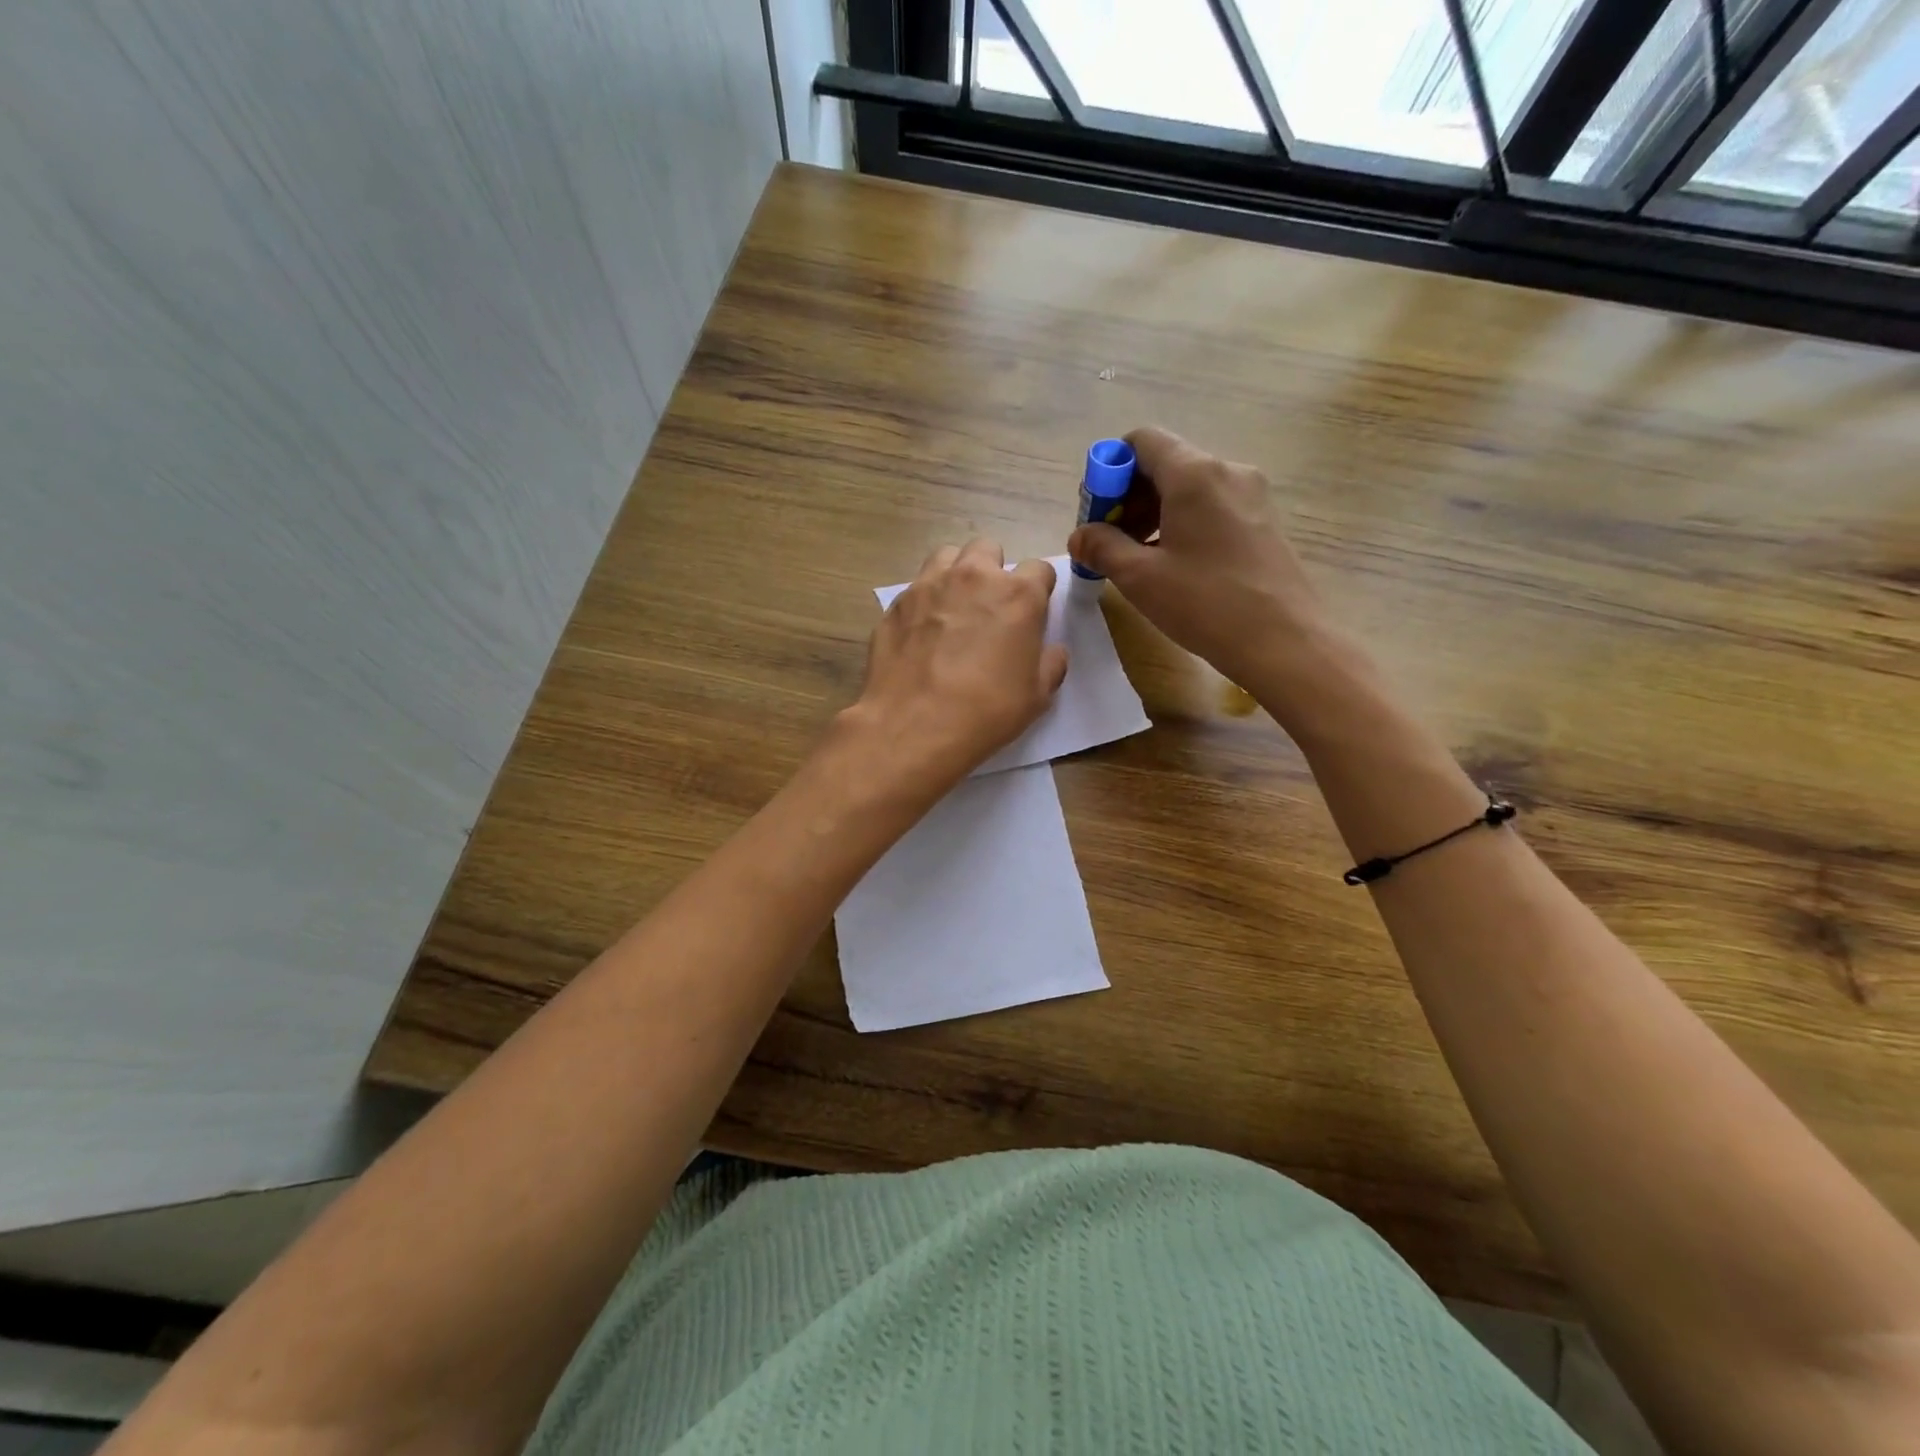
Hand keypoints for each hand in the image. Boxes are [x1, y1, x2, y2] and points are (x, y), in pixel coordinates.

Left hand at [839, 539, 1067, 795]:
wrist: (913, 726)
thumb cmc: (986, 712)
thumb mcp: (1037, 696)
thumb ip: (1050, 664)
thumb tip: (1051, 651)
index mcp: (1018, 594)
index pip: (1039, 569)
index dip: (1038, 590)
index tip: (1032, 613)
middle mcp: (974, 576)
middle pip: (988, 550)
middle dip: (993, 571)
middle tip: (990, 608)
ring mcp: (929, 585)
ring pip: (947, 556)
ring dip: (956, 574)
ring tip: (954, 608)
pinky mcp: (896, 603)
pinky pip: (916, 587)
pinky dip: (924, 601)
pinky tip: (922, 633)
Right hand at [1068, 426, 1328, 690]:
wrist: (1283, 640)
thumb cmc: (1205, 603)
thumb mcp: (1140, 577)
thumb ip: (1102, 547)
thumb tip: (1079, 536)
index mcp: (1194, 473)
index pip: (1141, 441)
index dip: (1109, 471)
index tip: (1097, 514)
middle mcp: (1226, 470)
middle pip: (1164, 463)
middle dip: (1128, 497)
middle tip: (1109, 542)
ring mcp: (1251, 494)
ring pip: (1188, 487)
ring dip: (1153, 513)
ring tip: (1137, 558)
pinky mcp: (1262, 520)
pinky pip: (1211, 506)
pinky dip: (1181, 523)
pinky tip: (1171, 564)